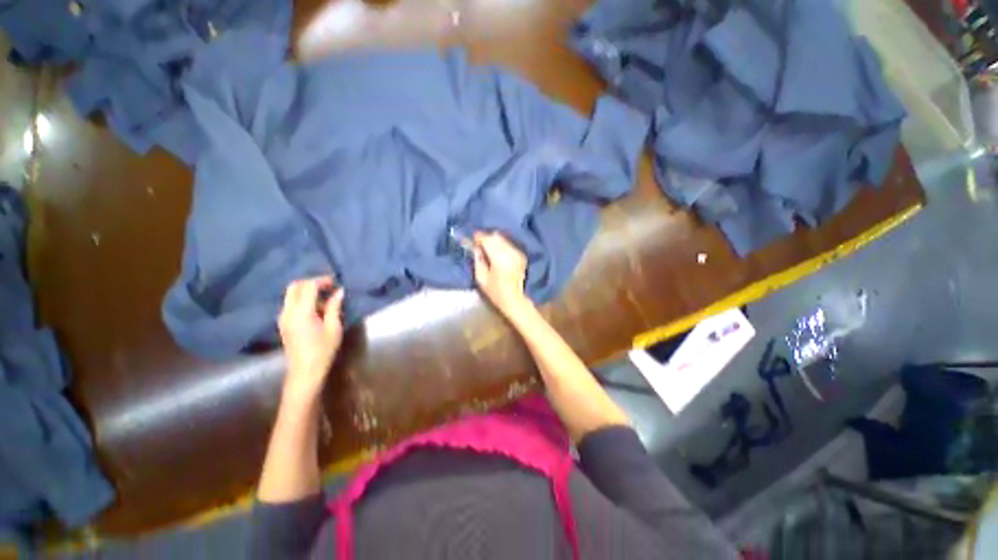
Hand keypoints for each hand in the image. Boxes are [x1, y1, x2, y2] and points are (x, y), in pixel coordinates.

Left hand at [278, 276, 344, 399]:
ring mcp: (282, 318)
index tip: (335, 282)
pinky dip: (302, 299)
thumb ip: (334, 307)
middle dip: (311, 282)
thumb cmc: (323, 350)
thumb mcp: (333, 328)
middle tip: (328, 286)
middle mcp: (287, 312)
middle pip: (295, 287)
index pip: (308, 286)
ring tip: (325, 298)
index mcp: (301, 312)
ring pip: (291, 294)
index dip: (322, 281)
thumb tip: (339, 292)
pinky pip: (291, 303)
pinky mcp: (283, 323)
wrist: (304, 371)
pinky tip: (316, 308)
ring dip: (307, 291)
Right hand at [473, 231, 531, 317]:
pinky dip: (501, 246)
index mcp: (499, 257)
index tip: (471, 241)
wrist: (516, 300)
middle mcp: (510, 252)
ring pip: (503, 239)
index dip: (478, 238)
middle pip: (495, 236)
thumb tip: (476, 248)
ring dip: (493, 242)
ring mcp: (517, 253)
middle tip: (478, 246)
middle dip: (486, 239)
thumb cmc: (496, 292)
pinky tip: (497, 255)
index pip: (487, 239)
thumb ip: (478, 260)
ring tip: (487, 250)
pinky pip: (508, 245)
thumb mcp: (481, 278)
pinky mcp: (521, 255)